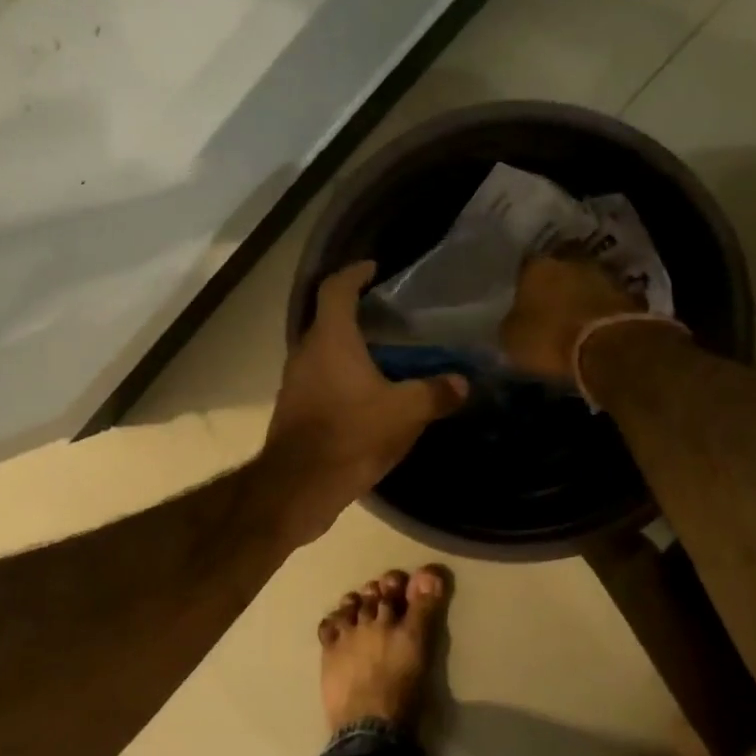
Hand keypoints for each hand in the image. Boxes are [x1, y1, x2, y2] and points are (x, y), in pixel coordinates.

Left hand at [264, 261, 468, 543]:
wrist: (298, 487)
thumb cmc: (350, 435)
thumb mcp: (404, 413)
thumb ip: (435, 393)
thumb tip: (461, 383)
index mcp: (330, 339)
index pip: (336, 288)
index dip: (354, 273)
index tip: (374, 269)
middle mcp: (306, 353)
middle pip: (329, 321)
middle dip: (358, 315)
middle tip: (392, 319)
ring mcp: (295, 383)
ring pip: (324, 354)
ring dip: (350, 352)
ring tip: (386, 359)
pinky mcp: (294, 410)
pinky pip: (320, 382)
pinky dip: (342, 380)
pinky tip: (368, 399)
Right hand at [500, 255, 644, 381]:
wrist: (608, 348)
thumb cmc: (549, 338)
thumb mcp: (511, 338)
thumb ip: (511, 322)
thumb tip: (514, 319)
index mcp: (536, 265)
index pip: (525, 267)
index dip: (523, 284)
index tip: (523, 299)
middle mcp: (570, 260)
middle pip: (559, 268)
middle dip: (555, 284)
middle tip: (549, 304)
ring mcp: (603, 273)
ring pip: (585, 280)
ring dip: (580, 294)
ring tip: (573, 316)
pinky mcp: (628, 292)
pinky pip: (605, 299)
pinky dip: (599, 308)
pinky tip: (593, 324)